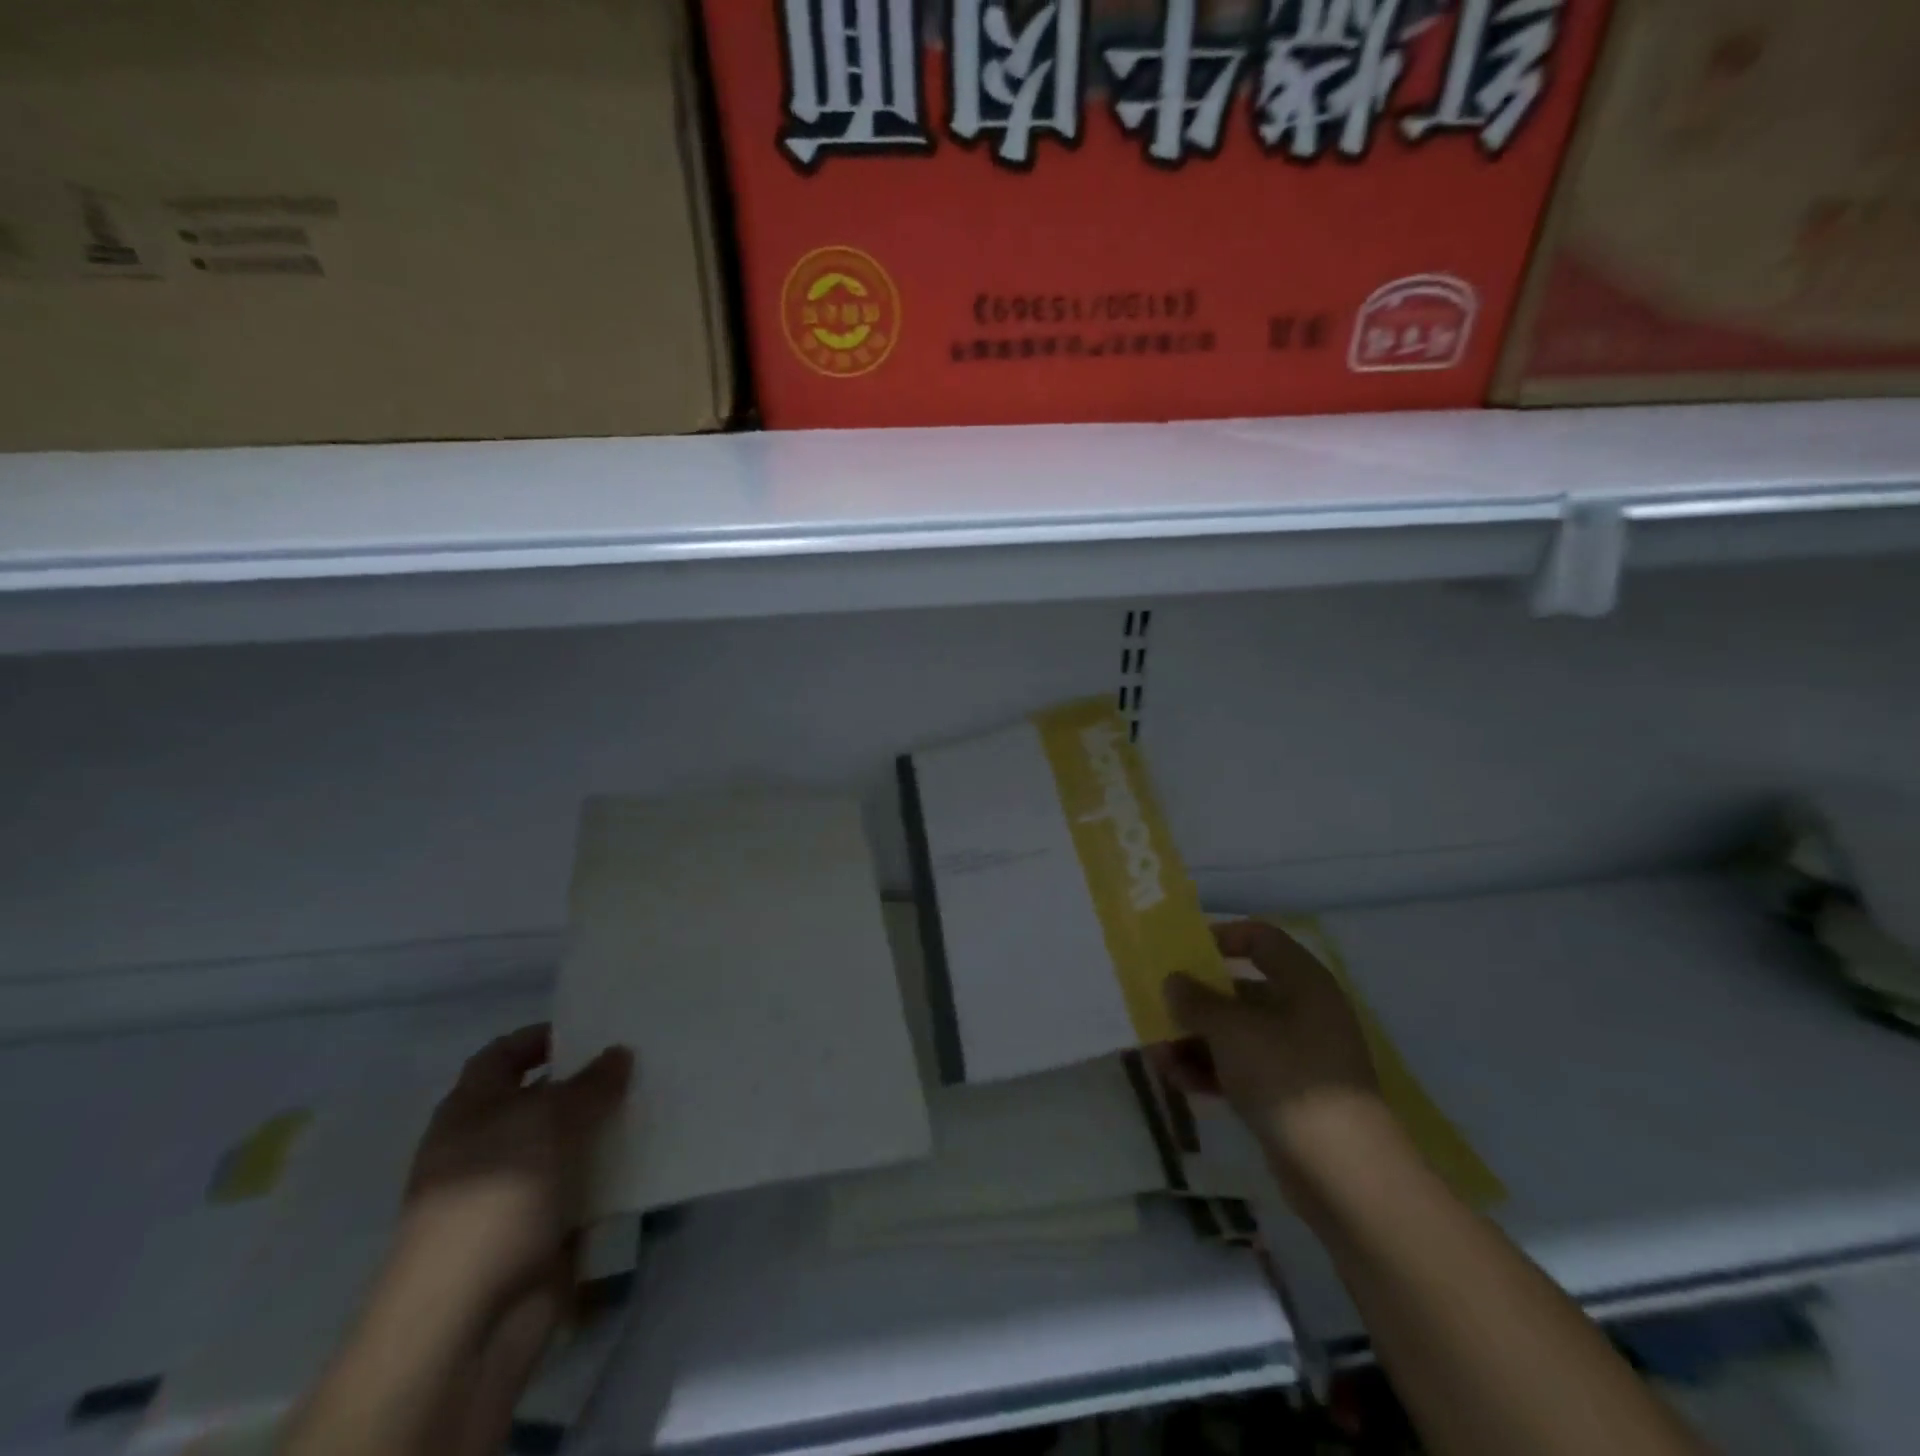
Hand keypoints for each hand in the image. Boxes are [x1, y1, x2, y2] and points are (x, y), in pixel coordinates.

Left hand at [399, 1025, 631, 1311]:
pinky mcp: (543, 1227)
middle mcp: (488, 1145)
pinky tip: (654, 1151)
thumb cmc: (496, 1196)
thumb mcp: (549, 1120)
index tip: (593, 1026)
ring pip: (569, 1141)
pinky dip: (614, 1169)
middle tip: (642, 1057)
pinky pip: (586, 1183)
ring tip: (659, 1097)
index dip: (542, 1037)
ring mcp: (515, 1190)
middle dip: (588, 1079)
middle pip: (542, 1097)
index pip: (502, 1056)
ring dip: (607, 1124)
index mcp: (470, 1111)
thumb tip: (619, 1053)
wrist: (469, 1318)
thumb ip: (591, 1083)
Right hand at [1156, 920, 1391, 1202]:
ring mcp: (1297, 1056)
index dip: (1221, 937)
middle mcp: (1303, 1012)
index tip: (1182, 951)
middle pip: (1240, 991)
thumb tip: (1174, 981)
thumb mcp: (1231, 1030)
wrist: (1343, 1171)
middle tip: (1156, 1010)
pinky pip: (1241, 1069)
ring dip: (1194, 1041)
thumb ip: (1196, 1000)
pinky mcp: (1288, 1095)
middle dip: (1195, 1002)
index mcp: (1302, 982)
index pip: (1260, 938)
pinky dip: (1211, 1072)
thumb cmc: (1286, 1076)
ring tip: (1157, 1058)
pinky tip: (1178, 1082)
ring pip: (1236, 1034)